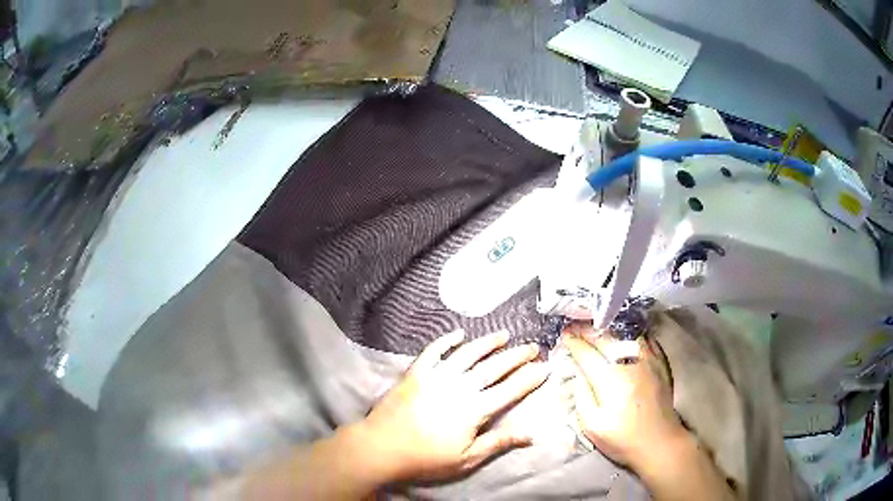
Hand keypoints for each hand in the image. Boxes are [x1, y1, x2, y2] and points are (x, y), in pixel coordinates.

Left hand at [358, 330, 549, 481]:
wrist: (382, 447)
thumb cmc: (426, 458)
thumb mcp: (466, 459)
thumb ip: (498, 443)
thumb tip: (531, 434)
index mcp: (474, 409)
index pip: (510, 390)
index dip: (530, 378)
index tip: (546, 367)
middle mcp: (459, 387)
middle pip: (494, 367)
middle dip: (516, 356)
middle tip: (533, 346)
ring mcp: (436, 376)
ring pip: (468, 353)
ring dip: (487, 342)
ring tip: (504, 334)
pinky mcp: (416, 372)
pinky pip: (434, 351)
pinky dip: (447, 340)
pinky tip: (458, 333)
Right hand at [564, 327, 687, 471]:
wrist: (658, 442)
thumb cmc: (622, 439)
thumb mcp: (592, 427)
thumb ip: (583, 397)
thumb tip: (579, 373)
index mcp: (611, 380)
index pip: (588, 354)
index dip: (574, 343)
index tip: (564, 336)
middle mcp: (630, 364)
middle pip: (606, 339)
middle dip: (587, 332)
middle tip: (575, 328)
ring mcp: (648, 361)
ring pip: (626, 334)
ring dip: (609, 329)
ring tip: (596, 329)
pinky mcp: (660, 363)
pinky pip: (644, 339)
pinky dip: (630, 334)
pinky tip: (623, 335)